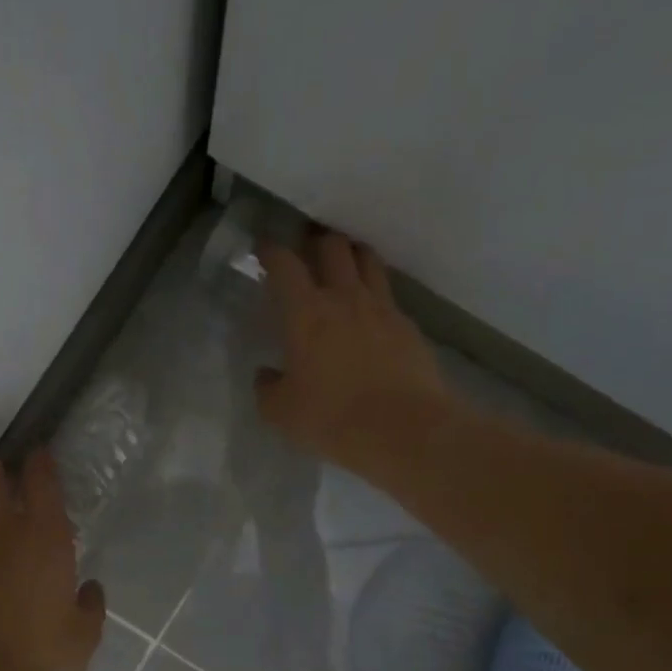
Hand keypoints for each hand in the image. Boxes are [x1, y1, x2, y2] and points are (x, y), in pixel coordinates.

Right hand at [255, 233, 451, 470]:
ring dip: (352, 255)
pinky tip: (371, 312)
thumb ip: (268, 388)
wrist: (404, 430)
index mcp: (306, 313)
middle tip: (306, 248)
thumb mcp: (281, 412)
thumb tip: (267, 375)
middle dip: (316, 241)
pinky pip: (389, 295)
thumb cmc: (333, 418)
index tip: (263, 248)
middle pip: (333, 246)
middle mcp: (345, 298)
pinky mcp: (408, 327)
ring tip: (343, 264)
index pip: (285, 265)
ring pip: (367, 260)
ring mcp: (382, 309)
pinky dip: (376, 293)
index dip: (271, 251)